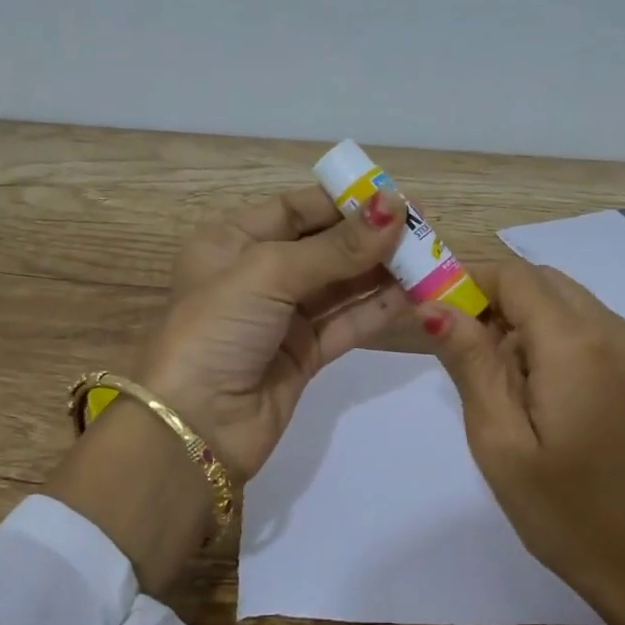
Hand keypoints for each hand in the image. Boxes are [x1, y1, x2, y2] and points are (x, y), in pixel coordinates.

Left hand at [141, 185, 409, 475]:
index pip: (295, 209)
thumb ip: (336, 246)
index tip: (394, 198)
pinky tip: (415, 297)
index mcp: (231, 242)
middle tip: (424, 229)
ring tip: (430, 259)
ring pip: (341, 286)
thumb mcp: (268, 274)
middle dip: (371, 238)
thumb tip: (394, 206)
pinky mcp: (304, 355)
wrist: (195, 427)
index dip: (343, 202)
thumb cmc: (217, 330)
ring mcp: (282, 318)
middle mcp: (256, 275)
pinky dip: (378, 311)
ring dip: (382, 273)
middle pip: (324, 246)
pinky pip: (347, 324)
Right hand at [421, 260, 624, 624]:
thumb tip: (435, 306)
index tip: (438, 311)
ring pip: (576, 306)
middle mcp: (621, 333)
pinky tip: (558, 400)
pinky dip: (568, 343)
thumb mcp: (500, 442)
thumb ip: (470, 363)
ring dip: (534, 324)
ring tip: (514, 387)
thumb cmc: (564, 513)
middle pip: (548, 284)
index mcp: (578, 346)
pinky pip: (604, 335)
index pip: (516, 277)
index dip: (471, 281)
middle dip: (501, 302)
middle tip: (471, 355)